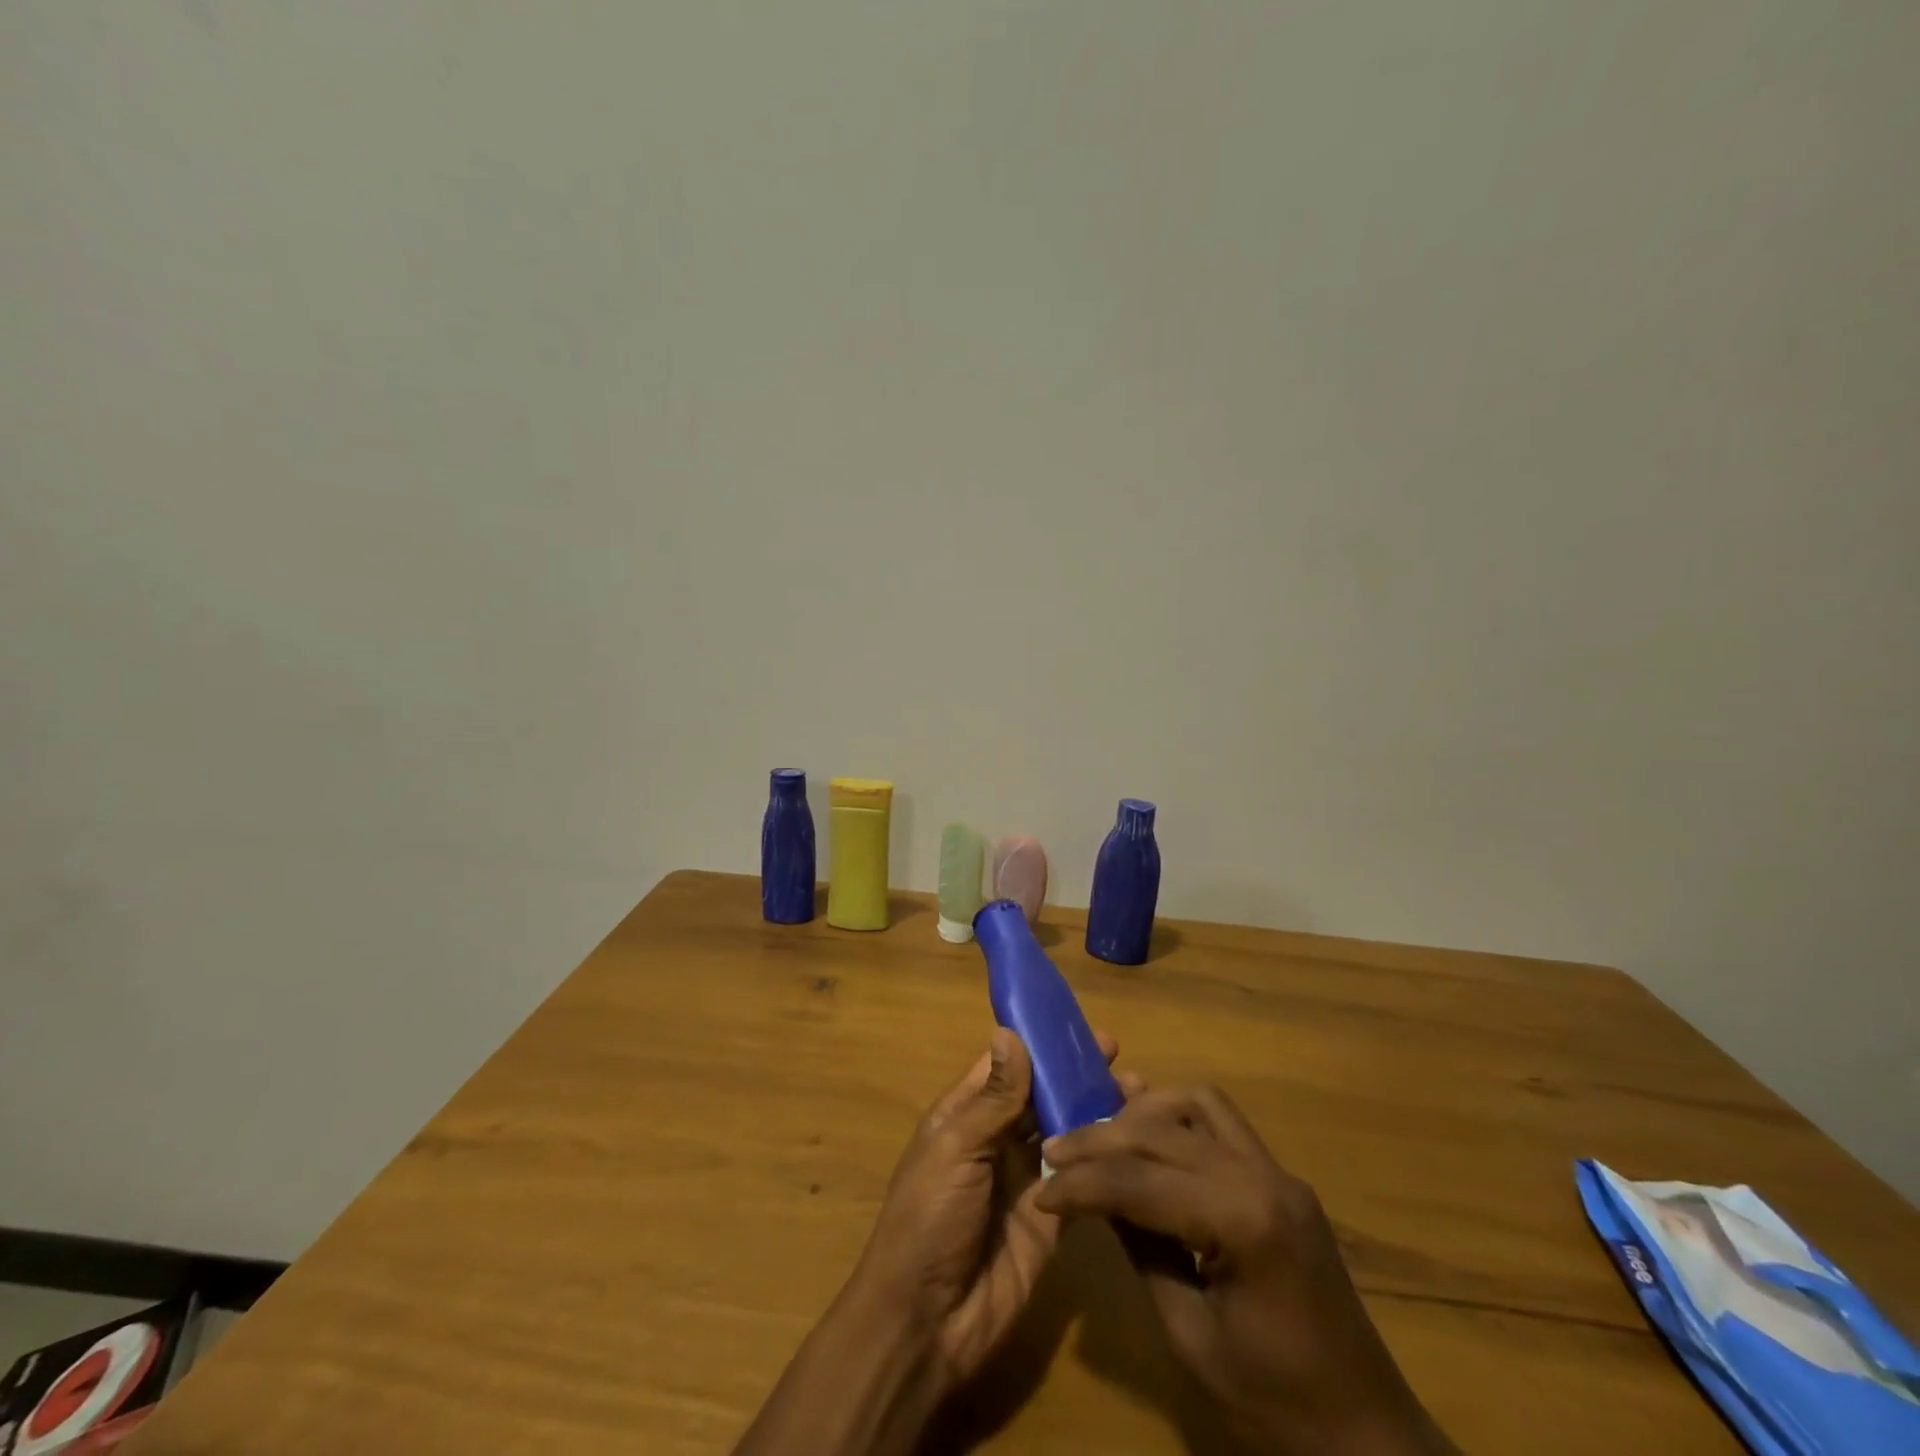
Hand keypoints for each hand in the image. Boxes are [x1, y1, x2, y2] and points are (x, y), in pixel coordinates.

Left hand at [850, 1026, 1120, 1394]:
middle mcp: (998, 1139)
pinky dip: (1104, 1158)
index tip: (1075, 1022)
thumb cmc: (928, 1218)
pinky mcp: (1052, 1219)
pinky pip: (1081, 1179)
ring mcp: (1026, 1179)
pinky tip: (1136, 1140)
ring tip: (1138, 1087)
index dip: (1037, 1043)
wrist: (927, 1323)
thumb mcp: (955, 1149)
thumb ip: (992, 1098)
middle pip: (1041, 1096)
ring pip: (1066, 1132)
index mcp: (966, 1114)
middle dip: (1074, 1073)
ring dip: (1096, 1110)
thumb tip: (1009, 1031)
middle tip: (1117, 1051)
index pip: (1006, 1065)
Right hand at [1036, 1084, 1454, 1455]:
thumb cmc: (1276, 1403)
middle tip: (1057, 1153)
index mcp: (1243, 1221)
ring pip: (1197, 1102)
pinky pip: (1221, 1122)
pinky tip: (1151, 1138)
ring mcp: (1278, 1170)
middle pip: (1163, 1130)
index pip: (1140, 1180)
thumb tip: (1092, 1197)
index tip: (1041, 1189)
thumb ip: (1141, 1251)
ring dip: (1144, 1111)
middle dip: (1101, 1139)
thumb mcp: (1190, 1337)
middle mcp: (1263, 1175)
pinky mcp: (1281, 1177)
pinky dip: (1178, 1118)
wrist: (1368, 1434)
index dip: (1082, 1182)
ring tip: (1103, 1136)